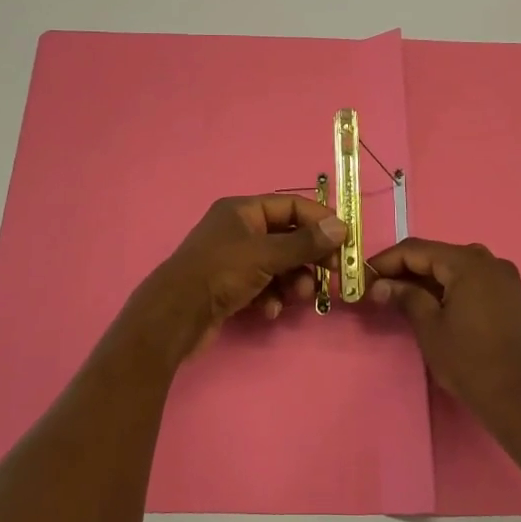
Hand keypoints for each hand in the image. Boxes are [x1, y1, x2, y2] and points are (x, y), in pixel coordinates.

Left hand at [129, 195, 346, 359]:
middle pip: (287, 237)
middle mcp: (238, 230)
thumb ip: (304, 243)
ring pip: (278, 265)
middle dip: (309, 257)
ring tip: (300, 296)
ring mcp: (233, 259)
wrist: (176, 315)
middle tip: (332, 274)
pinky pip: (263, 286)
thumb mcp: (266, 255)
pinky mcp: (230, 287)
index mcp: (242, 211)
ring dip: (294, 280)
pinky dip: (272, 297)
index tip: (344, 241)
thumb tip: (340, 227)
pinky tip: (270, 310)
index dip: (319, 221)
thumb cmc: (220, 273)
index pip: (290, 206)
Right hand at [367, 238, 520, 424]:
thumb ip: (405, 297)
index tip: (363, 276)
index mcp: (467, 262)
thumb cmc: (469, 360)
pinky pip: (470, 279)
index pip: (416, 250)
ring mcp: (502, 276)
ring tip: (399, 296)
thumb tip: (380, 285)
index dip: (386, 261)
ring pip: (453, 267)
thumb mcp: (429, 327)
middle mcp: (488, 260)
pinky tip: (430, 302)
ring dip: (425, 278)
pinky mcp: (509, 294)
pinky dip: (447, 286)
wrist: (519, 396)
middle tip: (378, 288)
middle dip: (405, 269)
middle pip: (436, 255)